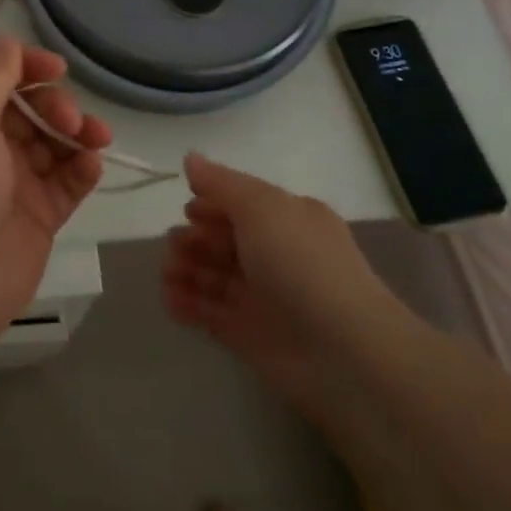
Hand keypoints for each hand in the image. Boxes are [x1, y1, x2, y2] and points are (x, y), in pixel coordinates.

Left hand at [0, 36, 108, 363]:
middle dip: (54, 104)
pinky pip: (66, 182)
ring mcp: (9, 184)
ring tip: (96, 139)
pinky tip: (91, 165)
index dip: (25, 68)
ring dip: (78, 133)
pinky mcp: (36, 217)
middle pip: (27, 109)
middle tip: (70, 119)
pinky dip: (82, 169)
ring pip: (52, 143)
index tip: (57, 70)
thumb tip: (7, 41)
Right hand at [164, 153, 396, 422]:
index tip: (187, 210)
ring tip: (168, 274)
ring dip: (185, 270)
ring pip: (213, 276)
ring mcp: (262, 297)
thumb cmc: (301, 262)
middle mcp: (276, 255)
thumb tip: (190, 158)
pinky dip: (188, 304)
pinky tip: (171, 300)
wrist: (342, 352)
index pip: (240, 205)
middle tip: (174, 247)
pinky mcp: (249, 336)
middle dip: (194, 239)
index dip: (211, 205)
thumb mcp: (261, 206)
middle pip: (223, 240)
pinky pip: (210, 313)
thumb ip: (221, 183)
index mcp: (287, 219)